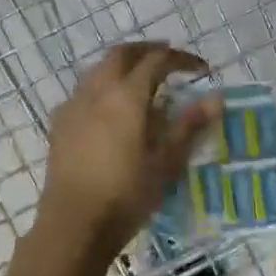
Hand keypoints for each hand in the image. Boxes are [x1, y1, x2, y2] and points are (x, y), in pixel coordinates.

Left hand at [32, 43, 219, 271]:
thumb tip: (216, 97)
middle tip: (169, 58)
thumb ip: (189, 125)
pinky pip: (84, 90)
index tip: (201, 68)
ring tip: (141, 78)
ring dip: (122, 64)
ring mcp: (74, 105)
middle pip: (122, 54)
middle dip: (148, 50)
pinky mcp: (59, 124)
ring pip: (99, 68)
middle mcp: (97, 90)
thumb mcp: (167, 162)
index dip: (181, 59)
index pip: (157, 60)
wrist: (73, 225)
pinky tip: (110, 107)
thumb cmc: (127, 193)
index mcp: (126, 95)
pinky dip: (103, 84)